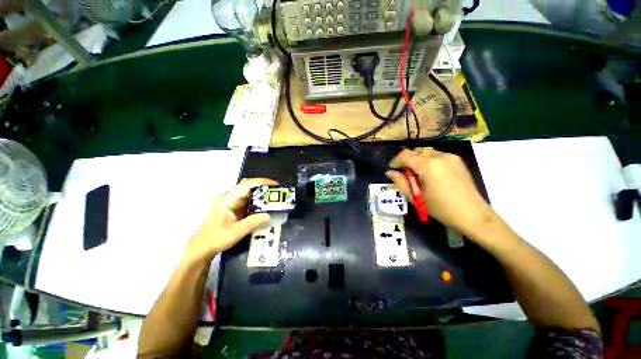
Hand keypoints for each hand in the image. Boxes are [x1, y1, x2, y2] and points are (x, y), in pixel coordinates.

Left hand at [183, 178, 277, 263]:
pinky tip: (267, 207)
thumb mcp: (236, 232)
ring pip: (250, 193)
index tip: (276, 185)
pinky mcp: (235, 208)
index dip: (262, 182)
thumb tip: (269, 215)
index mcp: (227, 199)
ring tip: (275, 198)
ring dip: (263, 195)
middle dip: (265, 187)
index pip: (247, 185)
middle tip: (278, 192)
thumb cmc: (216, 239)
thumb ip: (253, 222)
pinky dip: (259, 202)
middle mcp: (230, 197)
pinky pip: (249, 201)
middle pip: (249, 186)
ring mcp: (232, 203)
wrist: (202, 249)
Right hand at [386, 148, 495, 236]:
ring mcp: (450, 156)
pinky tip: (431, 175)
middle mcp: (439, 156)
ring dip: (417, 161)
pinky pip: (436, 156)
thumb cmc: (441, 208)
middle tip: (405, 176)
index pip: (405, 155)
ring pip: (425, 153)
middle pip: (415, 152)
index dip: (395, 161)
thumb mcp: (416, 197)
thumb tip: (389, 172)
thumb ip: (400, 182)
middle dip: (406, 162)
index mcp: (428, 166)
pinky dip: (428, 162)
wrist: (473, 215)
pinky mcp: (457, 160)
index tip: (392, 170)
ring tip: (418, 176)